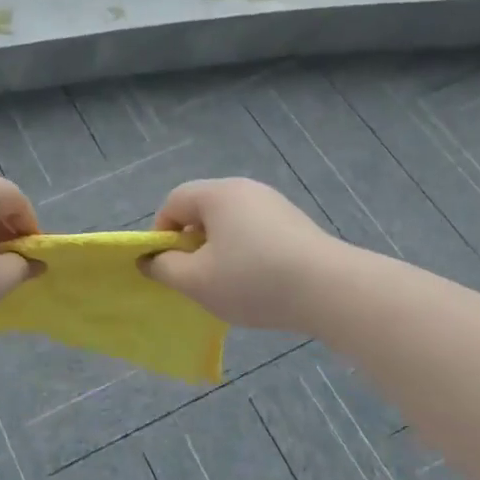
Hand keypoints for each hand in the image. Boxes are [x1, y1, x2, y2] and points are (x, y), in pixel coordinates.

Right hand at [142, 178, 340, 332]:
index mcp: (217, 194)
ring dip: (219, 250)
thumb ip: (164, 268)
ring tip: (228, 284)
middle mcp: (245, 189)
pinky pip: (255, 231)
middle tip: (195, 277)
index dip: (160, 233)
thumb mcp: (197, 281)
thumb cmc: (253, 280)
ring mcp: (274, 204)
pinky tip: (258, 283)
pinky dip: (246, 252)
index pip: (173, 202)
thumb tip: (150, 259)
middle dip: (191, 243)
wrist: (330, 289)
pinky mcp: (295, 223)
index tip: (167, 266)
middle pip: (202, 210)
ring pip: (230, 223)